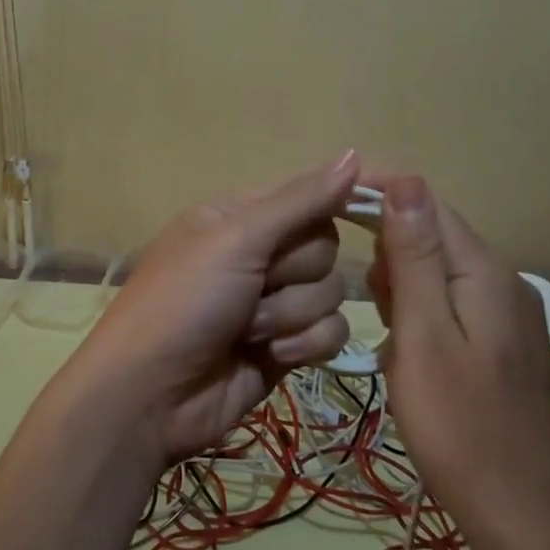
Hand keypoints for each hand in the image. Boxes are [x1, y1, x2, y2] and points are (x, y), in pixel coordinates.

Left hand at [68, 152, 361, 466]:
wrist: (150, 394)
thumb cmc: (184, 302)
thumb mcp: (236, 239)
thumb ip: (300, 201)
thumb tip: (353, 154)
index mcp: (243, 215)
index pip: (311, 191)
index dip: (348, 192)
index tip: (399, 189)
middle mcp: (262, 253)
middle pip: (325, 247)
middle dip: (294, 273)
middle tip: (255, 286)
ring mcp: (275, 302)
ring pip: (330, 293)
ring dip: (290, 314)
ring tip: (247, 330)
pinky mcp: (288, 346)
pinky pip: (330, 332)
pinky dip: (304, 344)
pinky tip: (270, 356)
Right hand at [366, 172, 549, 549]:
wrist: (522, 517)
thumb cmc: (460, 427)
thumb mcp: (424, 336)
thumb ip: (414, 257)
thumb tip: (406, 179)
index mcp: (484, 273)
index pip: (428, 205)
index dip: (380, 193)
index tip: (329, 202)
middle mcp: (503, 283)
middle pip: (434, 237)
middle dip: (390, 255)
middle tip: (367, 304)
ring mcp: (507, 317)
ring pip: (438, 274)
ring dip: (402, 289)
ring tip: (387, 335)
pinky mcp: (501, 347)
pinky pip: (450, 307)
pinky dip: (420, 317)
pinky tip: (409, 353)